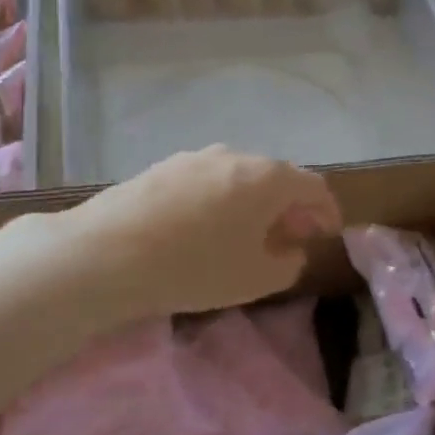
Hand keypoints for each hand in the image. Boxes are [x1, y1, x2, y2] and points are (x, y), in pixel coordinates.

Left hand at [60, 146, 341, 317]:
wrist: (107, 253)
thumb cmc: (195, 267)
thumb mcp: (256, 279)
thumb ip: (288, 263)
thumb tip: (290, 249)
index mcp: (268, 177)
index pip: (314, 187)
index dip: (327, 212)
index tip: (327, 235)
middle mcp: (236, 155)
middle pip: (277, 177)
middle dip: (289, 207)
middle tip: (289, 238)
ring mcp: (196, 157)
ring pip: (239, 177)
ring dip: (253, 203)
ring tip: (246, 234)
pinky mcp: (163, 167)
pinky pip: (207, 181)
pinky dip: (221, 200)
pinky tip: (205, 227)